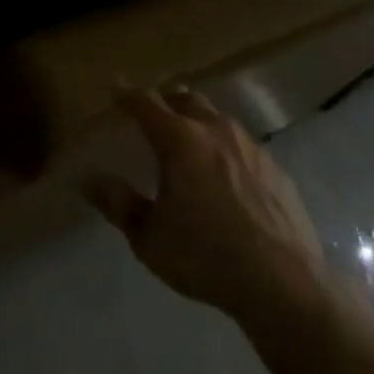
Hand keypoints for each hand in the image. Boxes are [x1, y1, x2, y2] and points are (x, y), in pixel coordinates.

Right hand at [85, 89, 329, 324]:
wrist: (285, 285)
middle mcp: (215, 131)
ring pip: (218, 118)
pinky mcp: (276, 170)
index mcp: (180, 140)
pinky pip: (244, 146)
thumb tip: (88, 179)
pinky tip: (228, 176)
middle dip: (166, 101)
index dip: (127, 94)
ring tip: (190, 142)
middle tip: (153, 114)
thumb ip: (118, 203)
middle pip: (186, 99)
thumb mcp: (149, 237)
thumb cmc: (206, 257)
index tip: (115, 88)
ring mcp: (250, 147)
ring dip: (199, 121)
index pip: (146, 103)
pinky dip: (227, 149)